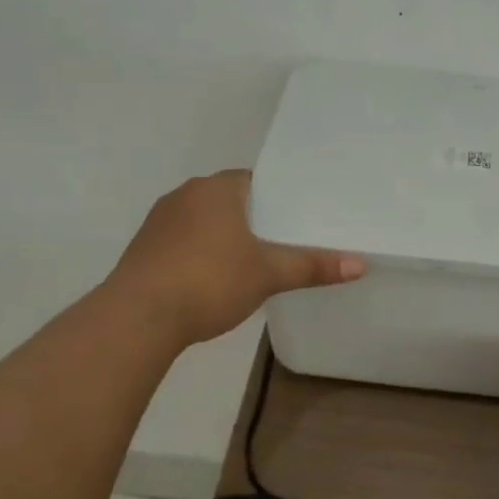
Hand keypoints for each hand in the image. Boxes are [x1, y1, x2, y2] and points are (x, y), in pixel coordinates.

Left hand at [109, 171, 364, 346]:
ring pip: (202, 221)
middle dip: (251, 218)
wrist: (137, 318)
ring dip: (221, 237)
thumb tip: (360, 264)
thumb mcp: (268, 274)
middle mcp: (184, 195)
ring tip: (249, 263)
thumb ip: (312, 266)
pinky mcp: (142, 250)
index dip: (276, 196)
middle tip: (280, 241)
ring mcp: (158, 222)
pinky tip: (212, 280)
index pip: (253, 180)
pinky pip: (181, 242)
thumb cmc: (209, 281)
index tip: (295, 217)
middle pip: (228, 200)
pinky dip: (198, 254)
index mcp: (215, 189)